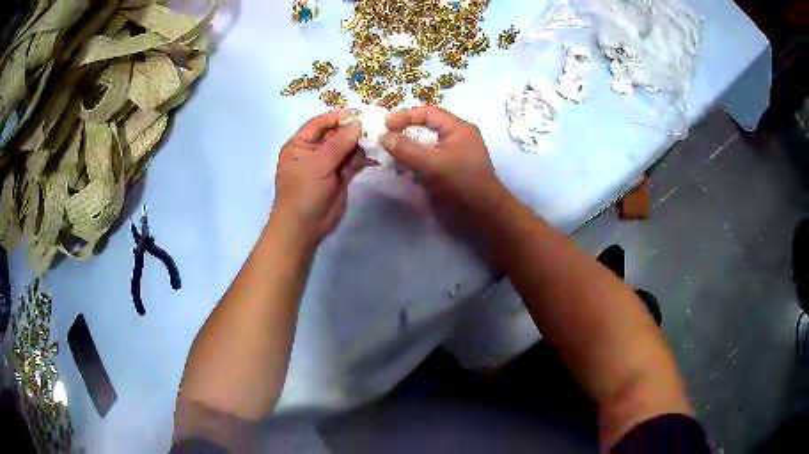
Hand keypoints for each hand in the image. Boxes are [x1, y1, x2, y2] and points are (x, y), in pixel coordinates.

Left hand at [272, 110, 364, 246]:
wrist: (304, 228)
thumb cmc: (303, 192)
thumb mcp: (318, 164)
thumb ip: (339, 143)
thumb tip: (358, 123)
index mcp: (300, 144)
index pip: (319, 123)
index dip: (338, 117)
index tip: (359, 114)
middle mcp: (314, 151)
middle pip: (335, 133)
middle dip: (352, 130)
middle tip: (374, 128)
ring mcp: (327, 164)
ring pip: (347, 147)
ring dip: (359, 145)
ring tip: (374, 144)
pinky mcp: (340, 177)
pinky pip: (352, 162)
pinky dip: (361, 159)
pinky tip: (372, 157)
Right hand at [380, 106, 506, 216]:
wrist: (482, 216)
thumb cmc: (462, 183)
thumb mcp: (432, 163)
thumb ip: (406, 149)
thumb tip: (382, 136)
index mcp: (458, 129)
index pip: (428, 113)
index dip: (405, 116)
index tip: (385, 126)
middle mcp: (455, 139)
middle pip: (424, 129)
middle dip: (403, 134)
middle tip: (383, 141)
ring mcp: (450, 156)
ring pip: (423, 147)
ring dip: (406, 151)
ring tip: (388, 157)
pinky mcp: (446, 173)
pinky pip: (425, 162)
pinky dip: (412, 164)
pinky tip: (400, 171)